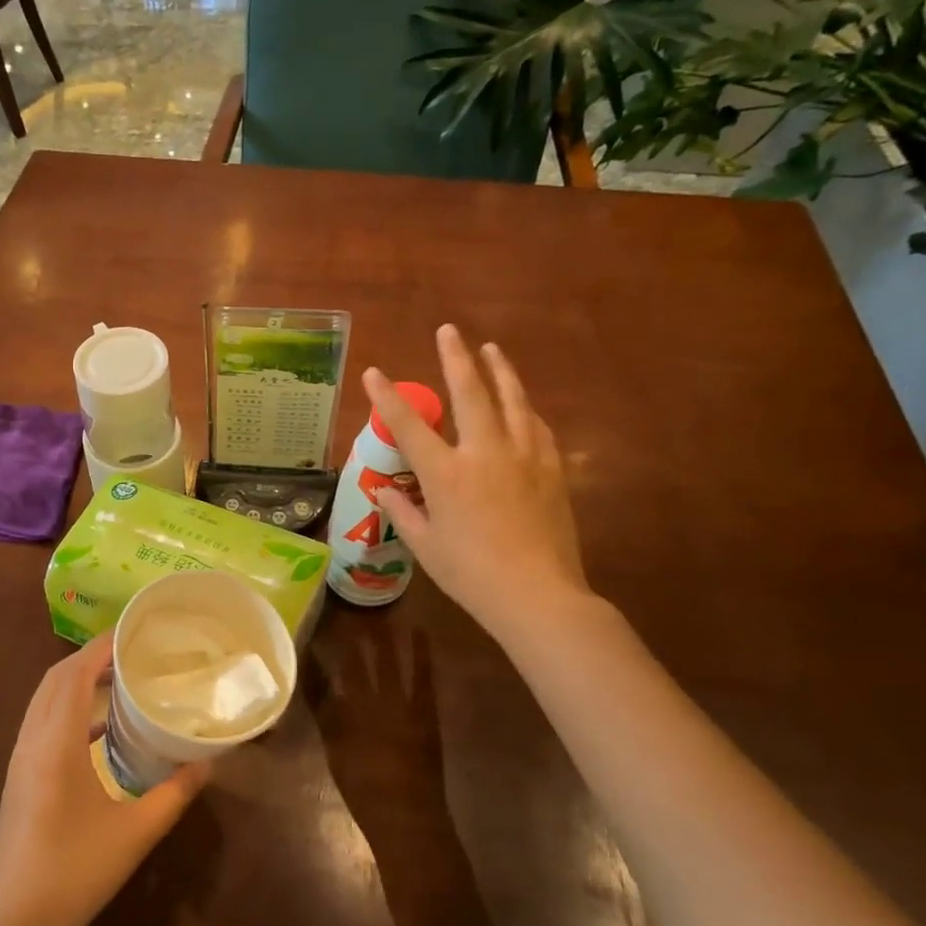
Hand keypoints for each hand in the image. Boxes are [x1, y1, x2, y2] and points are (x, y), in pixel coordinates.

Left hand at [0, 635, 208, 925]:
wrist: (13, 925)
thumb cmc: (76, 873)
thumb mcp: (136, 833)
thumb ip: (175, 793)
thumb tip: (209, 763)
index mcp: (55, 743)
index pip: (74, 674)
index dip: (100, 647)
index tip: (133, 633)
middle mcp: (32, 740)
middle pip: (55, 679)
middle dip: (89, 658)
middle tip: (130, 653)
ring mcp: (20, 759)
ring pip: (44, 699)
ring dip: (76, 680)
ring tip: (117, 679)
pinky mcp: (19, 777)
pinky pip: (42, 721)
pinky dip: (68, 707)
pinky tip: (99, 728)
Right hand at [364, 325, 590, 637]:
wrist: (538, 595)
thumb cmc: (471, 574)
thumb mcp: (426, 546)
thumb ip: (403, 512)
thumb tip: (384, 491)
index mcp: (446, 473)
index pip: (409, 425)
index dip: (387, 396)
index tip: (374, 372)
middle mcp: (484, 453)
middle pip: (469, 393)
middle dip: (455, 358)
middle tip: (449, 331)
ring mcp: (523, 457)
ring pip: (512, 400)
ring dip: (499, 371)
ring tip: (491, 349)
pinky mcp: (552, 469)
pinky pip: (537, 427)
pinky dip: (524, 409)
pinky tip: (522, 404)